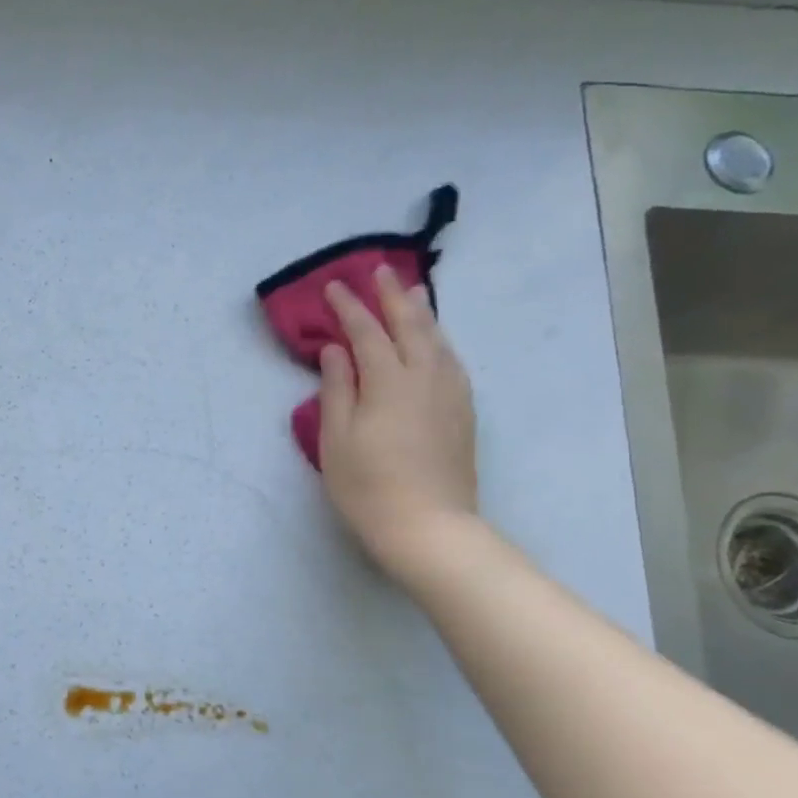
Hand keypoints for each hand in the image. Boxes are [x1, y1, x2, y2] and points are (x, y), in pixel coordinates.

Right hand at [318, 266, 478, 577]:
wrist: (428, 526)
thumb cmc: (367, 485)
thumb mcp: (336, 438)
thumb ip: (337, 389)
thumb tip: (336, 351)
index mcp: (389, 382)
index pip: (367, 333)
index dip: (349, 308)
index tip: (334, 286)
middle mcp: (426, 378)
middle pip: (411, 326)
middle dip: (392, 297)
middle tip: (380, 271)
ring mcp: (451, 395)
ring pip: (438, 341)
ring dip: (422, 313)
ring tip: (413, 293)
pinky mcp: (463, 413)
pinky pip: (451, 361)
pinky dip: (439, 341)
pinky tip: (435, 342)